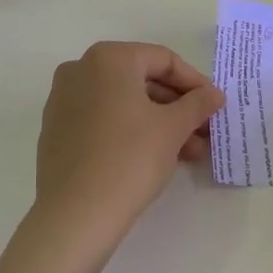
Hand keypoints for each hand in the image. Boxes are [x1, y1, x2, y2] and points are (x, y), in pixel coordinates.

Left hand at [30, 42, 223, 248]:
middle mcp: (81, 69)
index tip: (215, 106)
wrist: (75, 213)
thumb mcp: (172, 128)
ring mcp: (64, 100)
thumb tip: (214, 94)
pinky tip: (157, 156)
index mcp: (108, 58)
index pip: (163, 60)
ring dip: (160, 122)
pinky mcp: (57, 129)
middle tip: (205, 131)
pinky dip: (132, 131)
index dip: (195, 82)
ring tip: (190, 153)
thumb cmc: (129, 158)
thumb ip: (197, 104)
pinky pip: (104, 119)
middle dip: (178, 107)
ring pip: (124, 103)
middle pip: (142, 80)